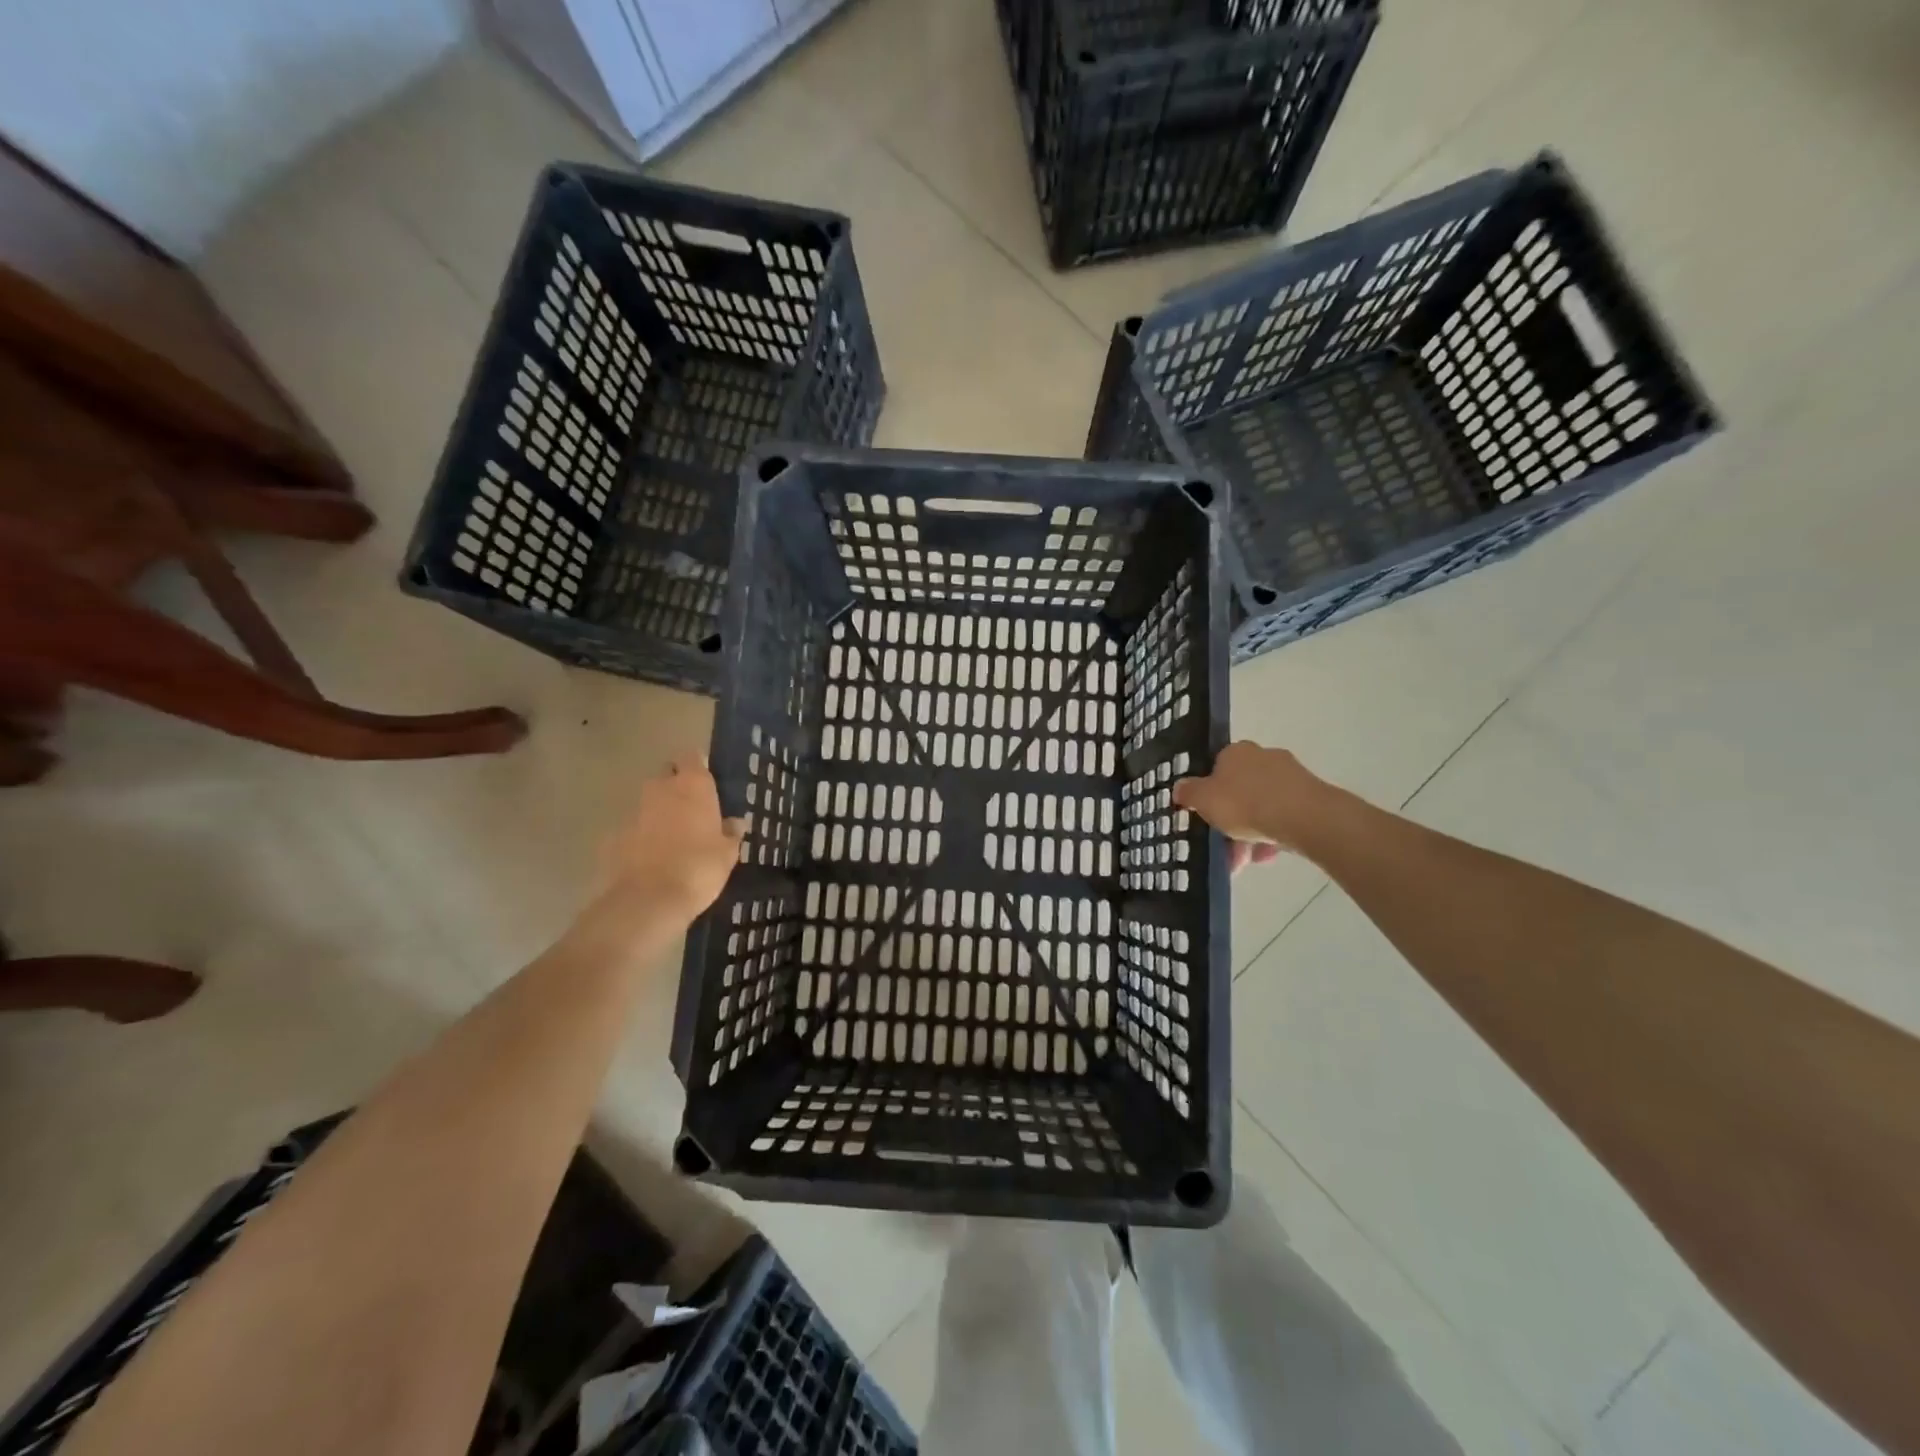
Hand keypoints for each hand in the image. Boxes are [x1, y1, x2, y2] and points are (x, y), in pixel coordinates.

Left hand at [595, 757, 744, 921]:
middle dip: (676, 785)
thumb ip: (730, 833)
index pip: (692, 757)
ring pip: (648, 801)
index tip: (706, 779)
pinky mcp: (614, 835)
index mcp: (693, 786)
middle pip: (666, 774)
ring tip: (673, 837)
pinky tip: (652, 858)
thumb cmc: (699, 868)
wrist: (648, 900)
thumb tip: (735, 822)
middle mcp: (660, 789)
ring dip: (658, 812)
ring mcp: (633, 811)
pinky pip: (633, 828)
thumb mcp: (727, 853)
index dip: (698, 765)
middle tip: (692, 808)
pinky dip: (641, 836)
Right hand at [1173, 741, 1340, 863]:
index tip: (1205, 815)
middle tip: (1223, 845)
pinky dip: (1272, 835)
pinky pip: (1283, 816)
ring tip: (1245, 860)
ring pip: (1262, 806)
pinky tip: (1267, 856)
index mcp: (1235, 752)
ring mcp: (1290, 776)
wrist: (1304, 817)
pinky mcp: (1310, 796)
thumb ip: (1188, 793)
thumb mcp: (1203, 800)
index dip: (1208, 792)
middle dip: (1230, 820)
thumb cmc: (1245, 803)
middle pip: (1239, 790)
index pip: (1216, 767)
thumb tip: (1179, 788)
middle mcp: (1263, 757)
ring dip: (1250, 833)